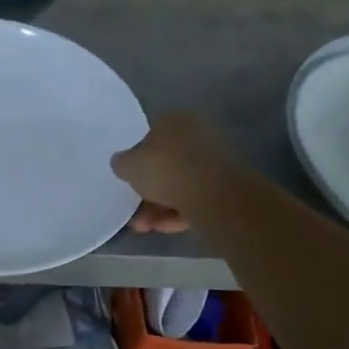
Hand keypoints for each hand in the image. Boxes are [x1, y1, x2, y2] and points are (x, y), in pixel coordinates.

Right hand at [111, 113, 236, 233]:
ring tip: (144, 227)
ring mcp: (215, 161)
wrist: (213, 193)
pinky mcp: (226, 186)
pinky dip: (178, 212)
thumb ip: (122, 163)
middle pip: (167, 164)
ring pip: (181, 184)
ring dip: (159, 207)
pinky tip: (162, 228)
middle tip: (134, 210)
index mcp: (175, 120)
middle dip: (149, 190)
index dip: (138, 160)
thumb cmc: (165, 169)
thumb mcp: (128, 165)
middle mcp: (198, 135)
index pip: (151, 136)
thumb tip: (122, 162)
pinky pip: (196, 198)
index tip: (129, 180)